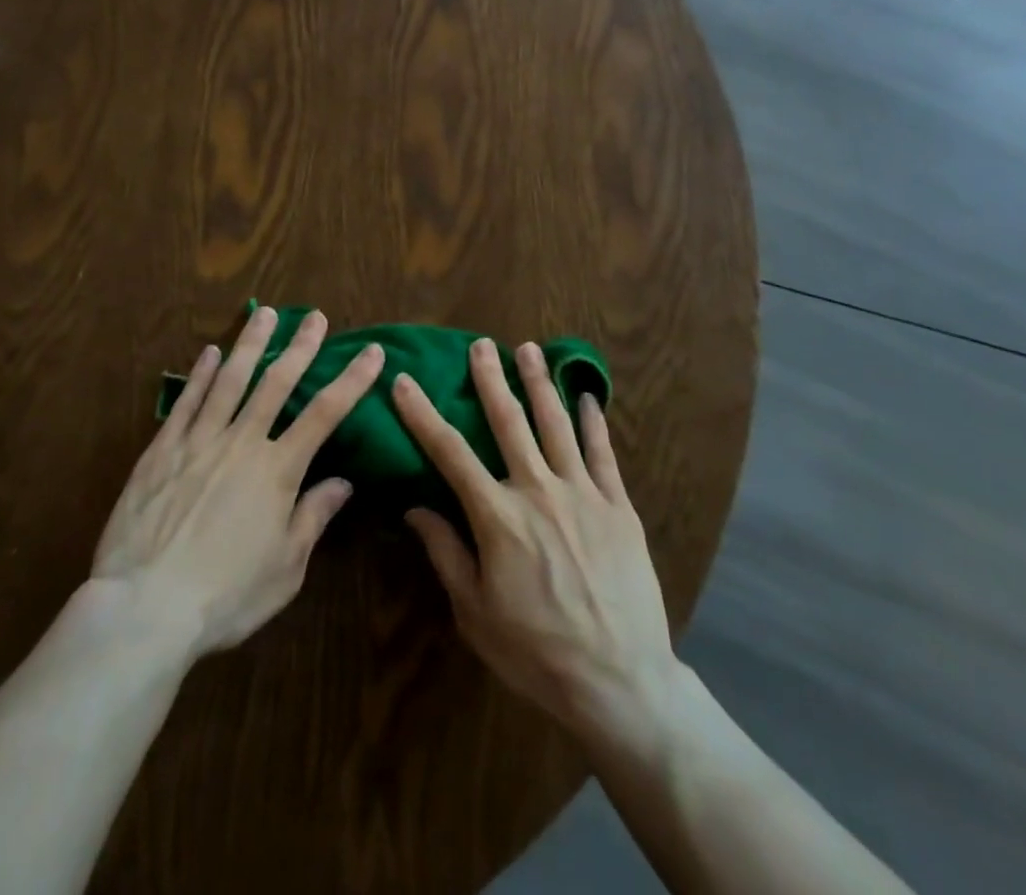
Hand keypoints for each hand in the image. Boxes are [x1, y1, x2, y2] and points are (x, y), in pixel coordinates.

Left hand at [86, 306, 383, 660]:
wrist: (145, 608)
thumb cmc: (225, 596)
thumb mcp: (285, 568)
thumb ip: (313, 517)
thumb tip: (344, 482)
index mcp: (278, 471)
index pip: (325, 414)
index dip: (352, 380)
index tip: (372, 352)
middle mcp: (242, 443)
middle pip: (277, 384)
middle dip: (301, 347)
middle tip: (315, 316)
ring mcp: (198, 441)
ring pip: (229, 380)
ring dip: (251, 345)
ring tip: (265, 313)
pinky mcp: (161, 451)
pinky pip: (185, 403)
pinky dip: (199, 375)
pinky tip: (208, 352)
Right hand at [393, 340, 680, 744]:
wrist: (619, 680)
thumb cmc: (537, 652)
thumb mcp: (474, 613)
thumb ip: (445, 553)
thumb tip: (415, 508)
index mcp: (497, 516)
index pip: (450, 453)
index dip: (423, 414)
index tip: (405, 381)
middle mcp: (538, 490)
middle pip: (509, 422)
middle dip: (490, 380)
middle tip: (479, 345)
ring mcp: (583, 493)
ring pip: (557, 424)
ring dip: (539, 384)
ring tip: (529, 349)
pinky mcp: (619, 506)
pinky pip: (604, 453)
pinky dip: (593, 421)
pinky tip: (587, 397)